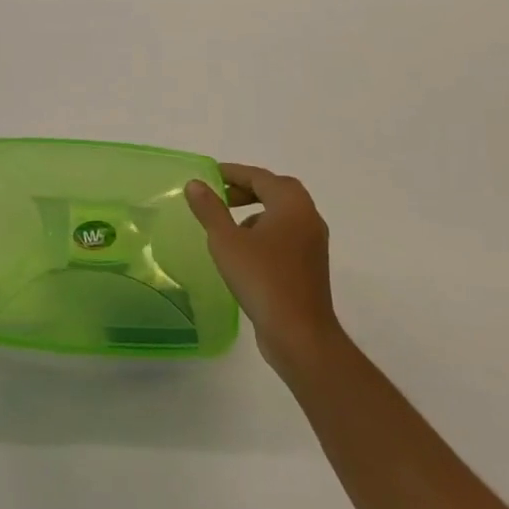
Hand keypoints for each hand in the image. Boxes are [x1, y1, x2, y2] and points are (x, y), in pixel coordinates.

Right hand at [186, 164, 341, 376]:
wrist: (300, 335)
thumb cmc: (262, 279)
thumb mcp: (226, 241)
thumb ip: (210, 209)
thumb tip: (195, 184)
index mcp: (291, 203)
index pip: (259, 176)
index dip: (233, 173)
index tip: (209, 175)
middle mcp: (308, 216)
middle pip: (275, 190)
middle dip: (246, 189)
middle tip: (220, 196)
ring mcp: (313, 242)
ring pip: (282, 214)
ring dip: (256, 211)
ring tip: (229, 225)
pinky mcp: (311, 265)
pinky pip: (286, 235)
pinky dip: (266, 232)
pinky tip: (245, 252)